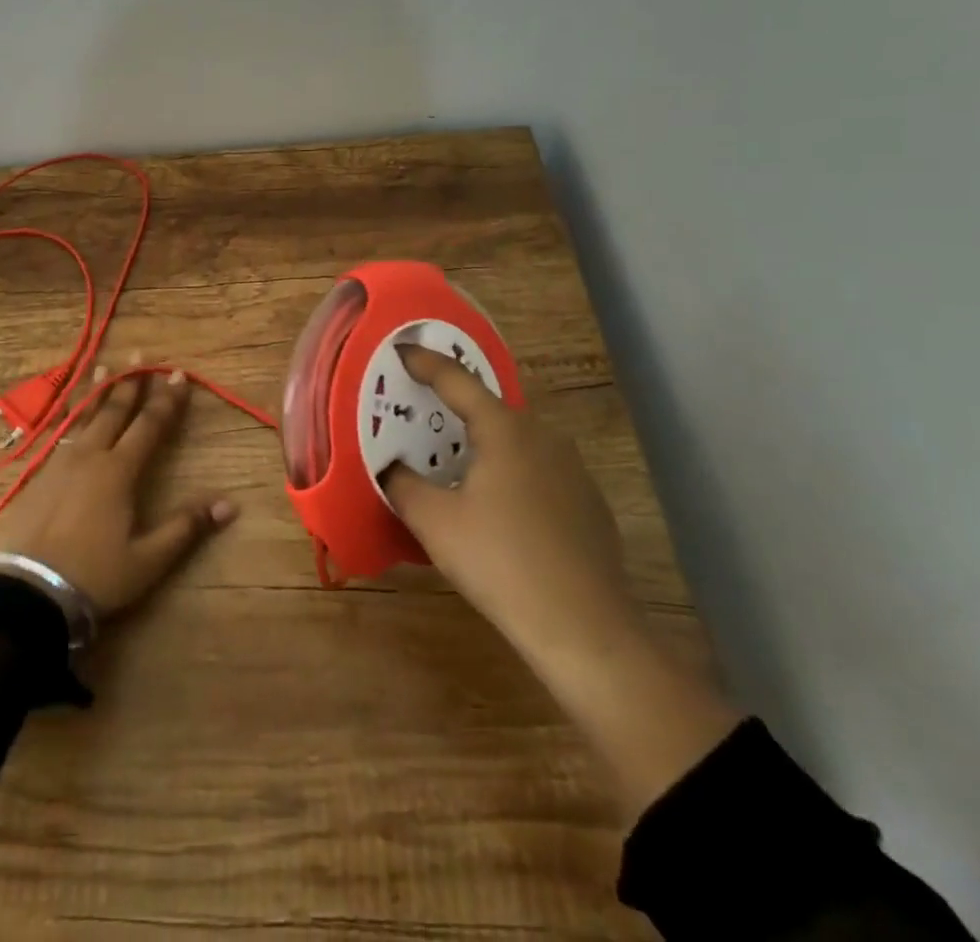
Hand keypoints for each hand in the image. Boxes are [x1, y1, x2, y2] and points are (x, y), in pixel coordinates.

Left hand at [0, 365, 236, 615]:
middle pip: (114, 411)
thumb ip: (186, 527)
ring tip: (104, 366)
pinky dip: (71, 413)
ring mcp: (61, 462)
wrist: (28, 591)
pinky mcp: (39, 474)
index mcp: (119, 471)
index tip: (178, 375)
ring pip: (83, 415)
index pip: (149, 426)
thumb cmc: (94, 575)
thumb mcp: (148, 559)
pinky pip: (61, 431)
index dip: (166, 400)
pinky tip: (70, 411)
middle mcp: (90, 455)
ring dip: (98, 390)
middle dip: (131, 382)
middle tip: (140, 355)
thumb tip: (230, 504)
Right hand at [386, 346, 741, 818]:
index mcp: (505, 430)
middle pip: (489, 408)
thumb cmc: (500, 562)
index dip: (425, 362)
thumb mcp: (433, 521)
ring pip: (515, 440)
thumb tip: (392, 468)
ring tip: (453, 460)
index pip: (457, 380)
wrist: (585, 629)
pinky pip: (536, 469)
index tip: (401, 350)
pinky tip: (496, 506)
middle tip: (421, 412)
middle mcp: (542, 437)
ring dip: (482, 442)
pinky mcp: (587, 503)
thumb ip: (403, 484)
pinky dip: (508, 471)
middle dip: (453, 406)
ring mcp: (572, 469)